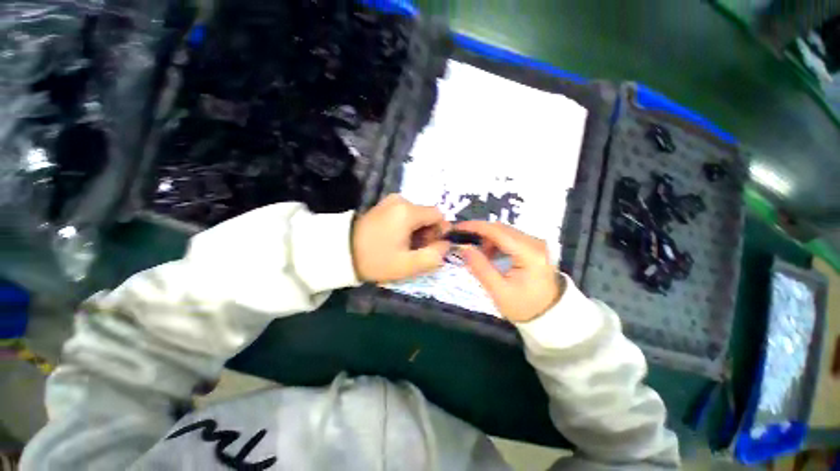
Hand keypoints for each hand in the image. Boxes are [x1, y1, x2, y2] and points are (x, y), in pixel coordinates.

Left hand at [352, 195, 450, 281]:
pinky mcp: (383, 205)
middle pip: (427, 214)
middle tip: (414, 250)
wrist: (341, 252)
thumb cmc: (376, 259)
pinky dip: (406, 226)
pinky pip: (405, 213)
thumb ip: (434, 256)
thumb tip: (446, 245)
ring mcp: (390, 201)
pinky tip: (394, 238)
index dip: (439, 232)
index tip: (428, 247)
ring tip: (402, 246)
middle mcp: (401, 200)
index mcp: (408, 211)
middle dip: (427, 232)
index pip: (438, 215)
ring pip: (416, 215)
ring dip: (416, 230)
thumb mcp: (408, 265)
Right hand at [456, 221, 563, 322]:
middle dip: (480, 233)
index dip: (476, 227)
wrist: (549, 315)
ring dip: (488, 239)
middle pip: (501, 228)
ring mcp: (535, 243)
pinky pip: (510, 237)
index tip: (458, 228)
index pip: (498, 231)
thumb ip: (480, 268)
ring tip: (479, 255)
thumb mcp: (498, 291)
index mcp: (529, 253)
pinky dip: (496, 243)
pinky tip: (491, 255)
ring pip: (504, 231)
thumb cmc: (524, 306)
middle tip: (463, 242)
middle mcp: (535, 242)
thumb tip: (464, 247)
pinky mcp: (533, 246)